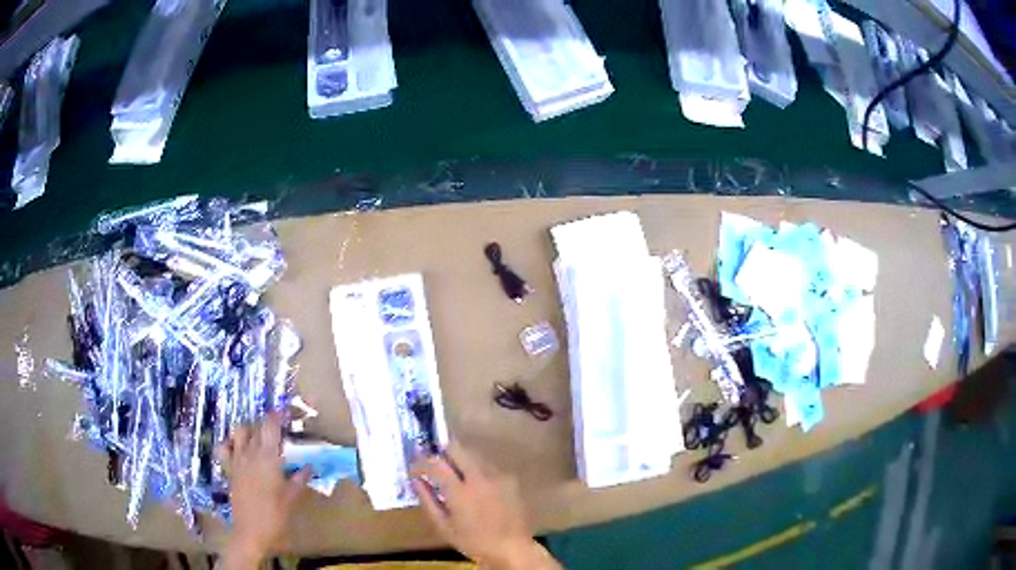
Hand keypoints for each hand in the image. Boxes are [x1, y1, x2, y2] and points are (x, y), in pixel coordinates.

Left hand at [220, 414, 309, 568]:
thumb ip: (299, 478)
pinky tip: (238, 448)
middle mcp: (251, 453)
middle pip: (257, 427)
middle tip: (280, 433)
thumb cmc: (275, 515)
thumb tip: (309, 465)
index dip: (277, 416)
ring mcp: (237, 459)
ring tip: (259, 438)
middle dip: (268, 425)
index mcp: (268, 457)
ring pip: (239, 431)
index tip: (286, 414)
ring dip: (249, 429)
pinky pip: (224, 448)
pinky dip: (230, 443)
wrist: (251, 531)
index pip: (270, 425)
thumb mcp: (292, 497)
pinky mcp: (230, 469)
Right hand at [410, 443, 559, 569]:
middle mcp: (479, 477)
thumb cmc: (473, 541)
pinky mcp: (510, 479)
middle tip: (434, 466)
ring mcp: (497, 476)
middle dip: (441, 453)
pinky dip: (476, 470)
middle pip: (456, 448)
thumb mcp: (444, 526)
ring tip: (453, 476)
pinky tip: (475, 486)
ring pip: (473, 454)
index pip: (435, 463)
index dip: (420, 463)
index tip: (414, 469)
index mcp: (460, 491)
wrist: (511, 548)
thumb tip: (416, 480)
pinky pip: (488, 466)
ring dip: (459, 460)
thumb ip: (428, 500)